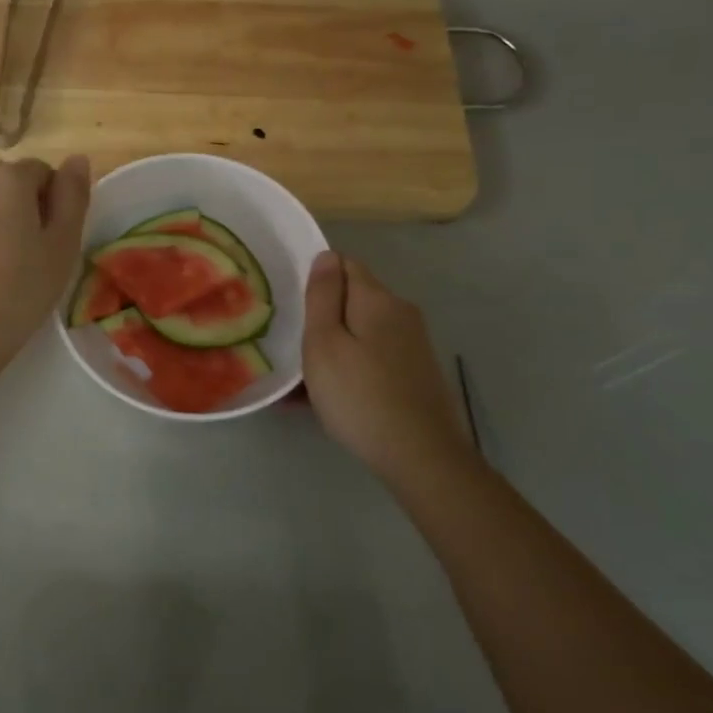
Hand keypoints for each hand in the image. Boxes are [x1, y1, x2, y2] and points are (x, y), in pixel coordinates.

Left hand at [0, 156, 90, 379]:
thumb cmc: (19, 292)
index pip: (43, 172)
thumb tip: (77, 159)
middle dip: (22, 203)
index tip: (50, 241)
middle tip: (28, 251)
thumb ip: (73, 196)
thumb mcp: (62, 246)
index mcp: (8, 178)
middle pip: (9, 178)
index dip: (53, 204)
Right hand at [302, 252, 476, 488]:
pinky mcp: (416, 374)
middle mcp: (401, 313)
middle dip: (322, 318)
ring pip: (361, 333)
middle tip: (291, 346)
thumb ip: (322, 296)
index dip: (315, 279)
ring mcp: (413, 345)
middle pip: (353, 300)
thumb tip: (326, 255)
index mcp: (378, 299)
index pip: (344, 264)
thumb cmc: (360, 395)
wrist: (421, 456)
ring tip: (302, 380)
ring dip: (333, 348)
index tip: (291, 306)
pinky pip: (373, 358)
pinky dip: (350, 369)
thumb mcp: (324, 343)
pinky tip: (330, 398)